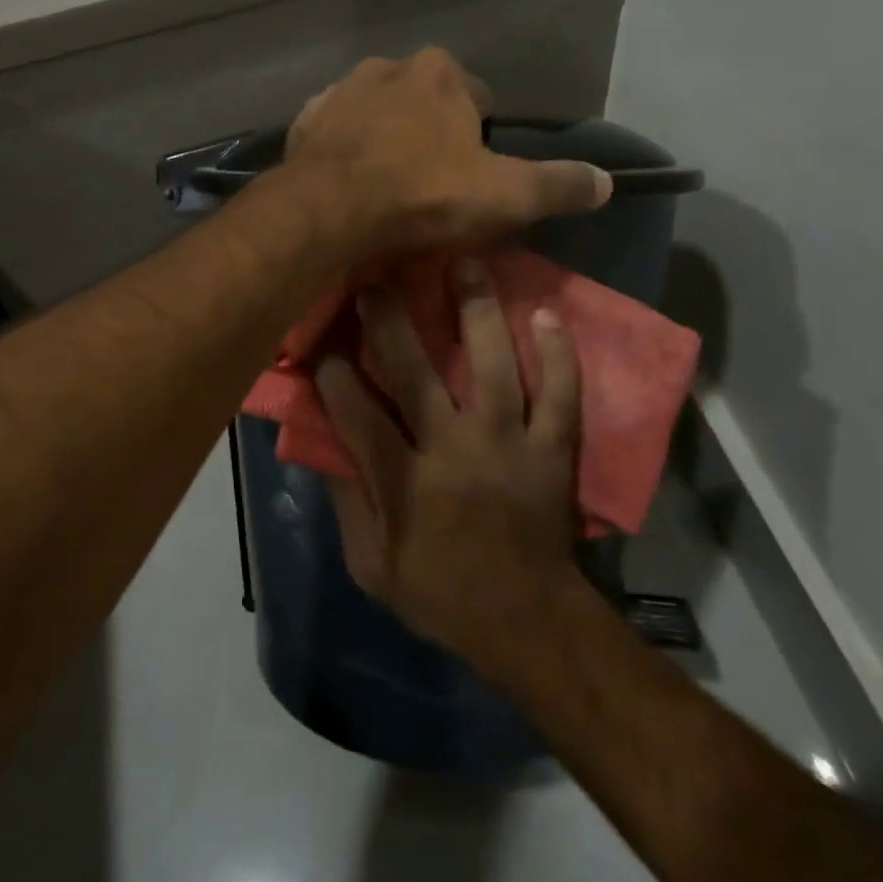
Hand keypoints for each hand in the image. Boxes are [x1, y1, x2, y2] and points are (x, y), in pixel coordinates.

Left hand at [285, 49, 610, 258]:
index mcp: (441, 72)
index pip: (478, 97)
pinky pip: (337, 131)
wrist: (328, 209)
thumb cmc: (422, 194)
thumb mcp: (504, 195)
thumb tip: (607, 181)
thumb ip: (557, 185)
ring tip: (389, 185)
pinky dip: (347, 149)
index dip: (482, 137)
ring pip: (379, 112)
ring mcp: (341, 90)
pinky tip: (350, 181)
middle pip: (426, 101)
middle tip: (430, 183)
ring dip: (387, 138)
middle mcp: (389, 67)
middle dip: (432, 133)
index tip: (473, 175)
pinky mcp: (306, 120)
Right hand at [315, 258, 584, 676]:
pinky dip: (557, 354)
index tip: (322, 339)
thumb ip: (347, 504)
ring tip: (467, 261)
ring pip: (492, 365)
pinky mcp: (553, 448)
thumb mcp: (372, 565)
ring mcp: (509, 444)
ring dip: (477, 311)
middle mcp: (454, 450)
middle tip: (378, 275)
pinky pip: (560, 393)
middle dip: (392, 320)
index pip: (357, 412)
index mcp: (405, 481)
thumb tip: (324, 447)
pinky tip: (545, 313)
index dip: (334, 372)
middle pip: (417, 372)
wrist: (528, 620)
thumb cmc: (441, 593)